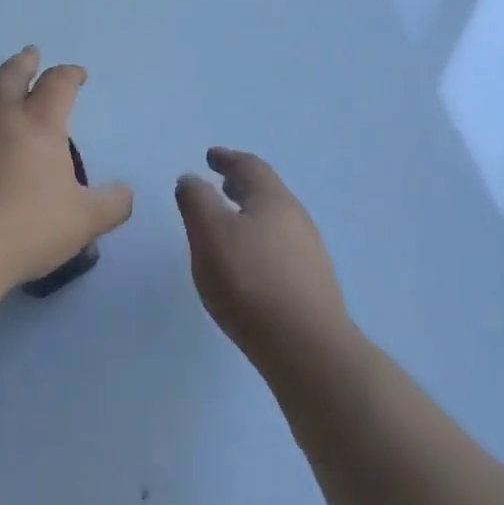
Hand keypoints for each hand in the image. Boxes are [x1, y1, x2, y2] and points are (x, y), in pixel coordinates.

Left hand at [0, 47, 132, 294]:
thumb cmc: (24, 231)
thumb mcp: (83, 222)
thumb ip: (112, 204)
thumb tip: (126, 192)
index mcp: (39, 123)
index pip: (59, 83)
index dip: (70, 74)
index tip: (78, 75)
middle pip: (11, 73)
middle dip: (24, 62)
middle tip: (30, 56)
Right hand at [175, 149, 352, 373]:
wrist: (307, 348)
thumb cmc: (250, 281)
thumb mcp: (210, 233)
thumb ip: (196, 201)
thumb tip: (191, 179)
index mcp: (272, 198)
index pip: (249, 166)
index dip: (228, 159)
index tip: (211, 156)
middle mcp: (296, 218)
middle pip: (267, 192)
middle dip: (242, 186)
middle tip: (221, 185)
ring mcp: (309, 252)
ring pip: (275, 221)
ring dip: (251, 215)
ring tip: (230, 226)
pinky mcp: (312, 284)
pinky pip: (280, 249)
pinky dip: (260, 242)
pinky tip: (249, 265)